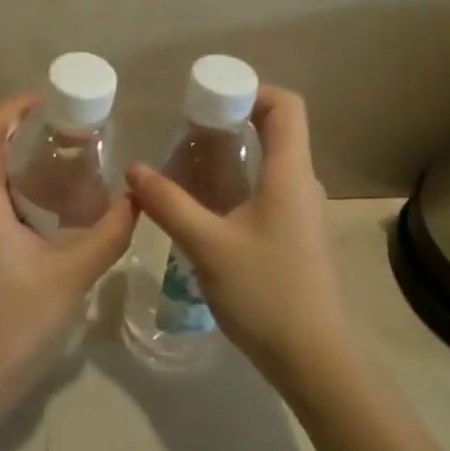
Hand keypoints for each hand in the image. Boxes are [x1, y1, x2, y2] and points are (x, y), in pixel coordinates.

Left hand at [0, 95, 136, 425]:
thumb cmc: (12, 324)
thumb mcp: (71, 276)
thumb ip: (107, 235)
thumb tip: (138, 198)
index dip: (12, 110)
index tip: (48, 100)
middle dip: (29, 137)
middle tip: (76, 134)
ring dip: (29, 169)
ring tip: (76, 168)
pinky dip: (26, 198)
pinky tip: (60, 215)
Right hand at [125, 85, 349, 387]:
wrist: (315, 361)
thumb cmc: (266, 293)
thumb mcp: (208, 246)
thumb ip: (169, 204)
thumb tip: (134, 169)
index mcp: (290, 173)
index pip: (286, 106)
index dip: (251, 89)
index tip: (209, 99)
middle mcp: (302, 183)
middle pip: (275, 129)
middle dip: (230, 120)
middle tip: (186, 131)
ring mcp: (303, 211)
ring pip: (269, 162)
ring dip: (232, 154)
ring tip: (188, 166)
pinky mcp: (297, 235)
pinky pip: (268, 189)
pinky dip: (238, 183)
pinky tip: (206, 207)